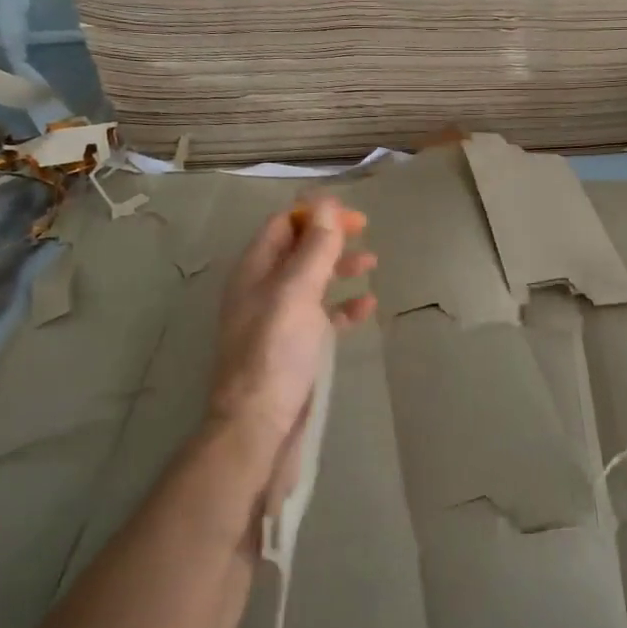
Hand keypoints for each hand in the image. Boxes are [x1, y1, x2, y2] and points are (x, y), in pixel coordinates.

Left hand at [205, 198, 375, 510]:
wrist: (259, 425)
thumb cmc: (275, 353)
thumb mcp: (296, 292)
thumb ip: (314, 249)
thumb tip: (326, 202)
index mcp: (255, 271)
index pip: (282, 225)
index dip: (315, 214)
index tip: (352, 216)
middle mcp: (263, 290)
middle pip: (298, 250)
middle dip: (330, 238)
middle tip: (366, 233)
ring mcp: (278, 320)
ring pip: (312, 281)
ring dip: (339, 268)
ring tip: (372, 265)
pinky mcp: (294, 347)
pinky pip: (322, 317)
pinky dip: (343, 307)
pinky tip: (366, 308)